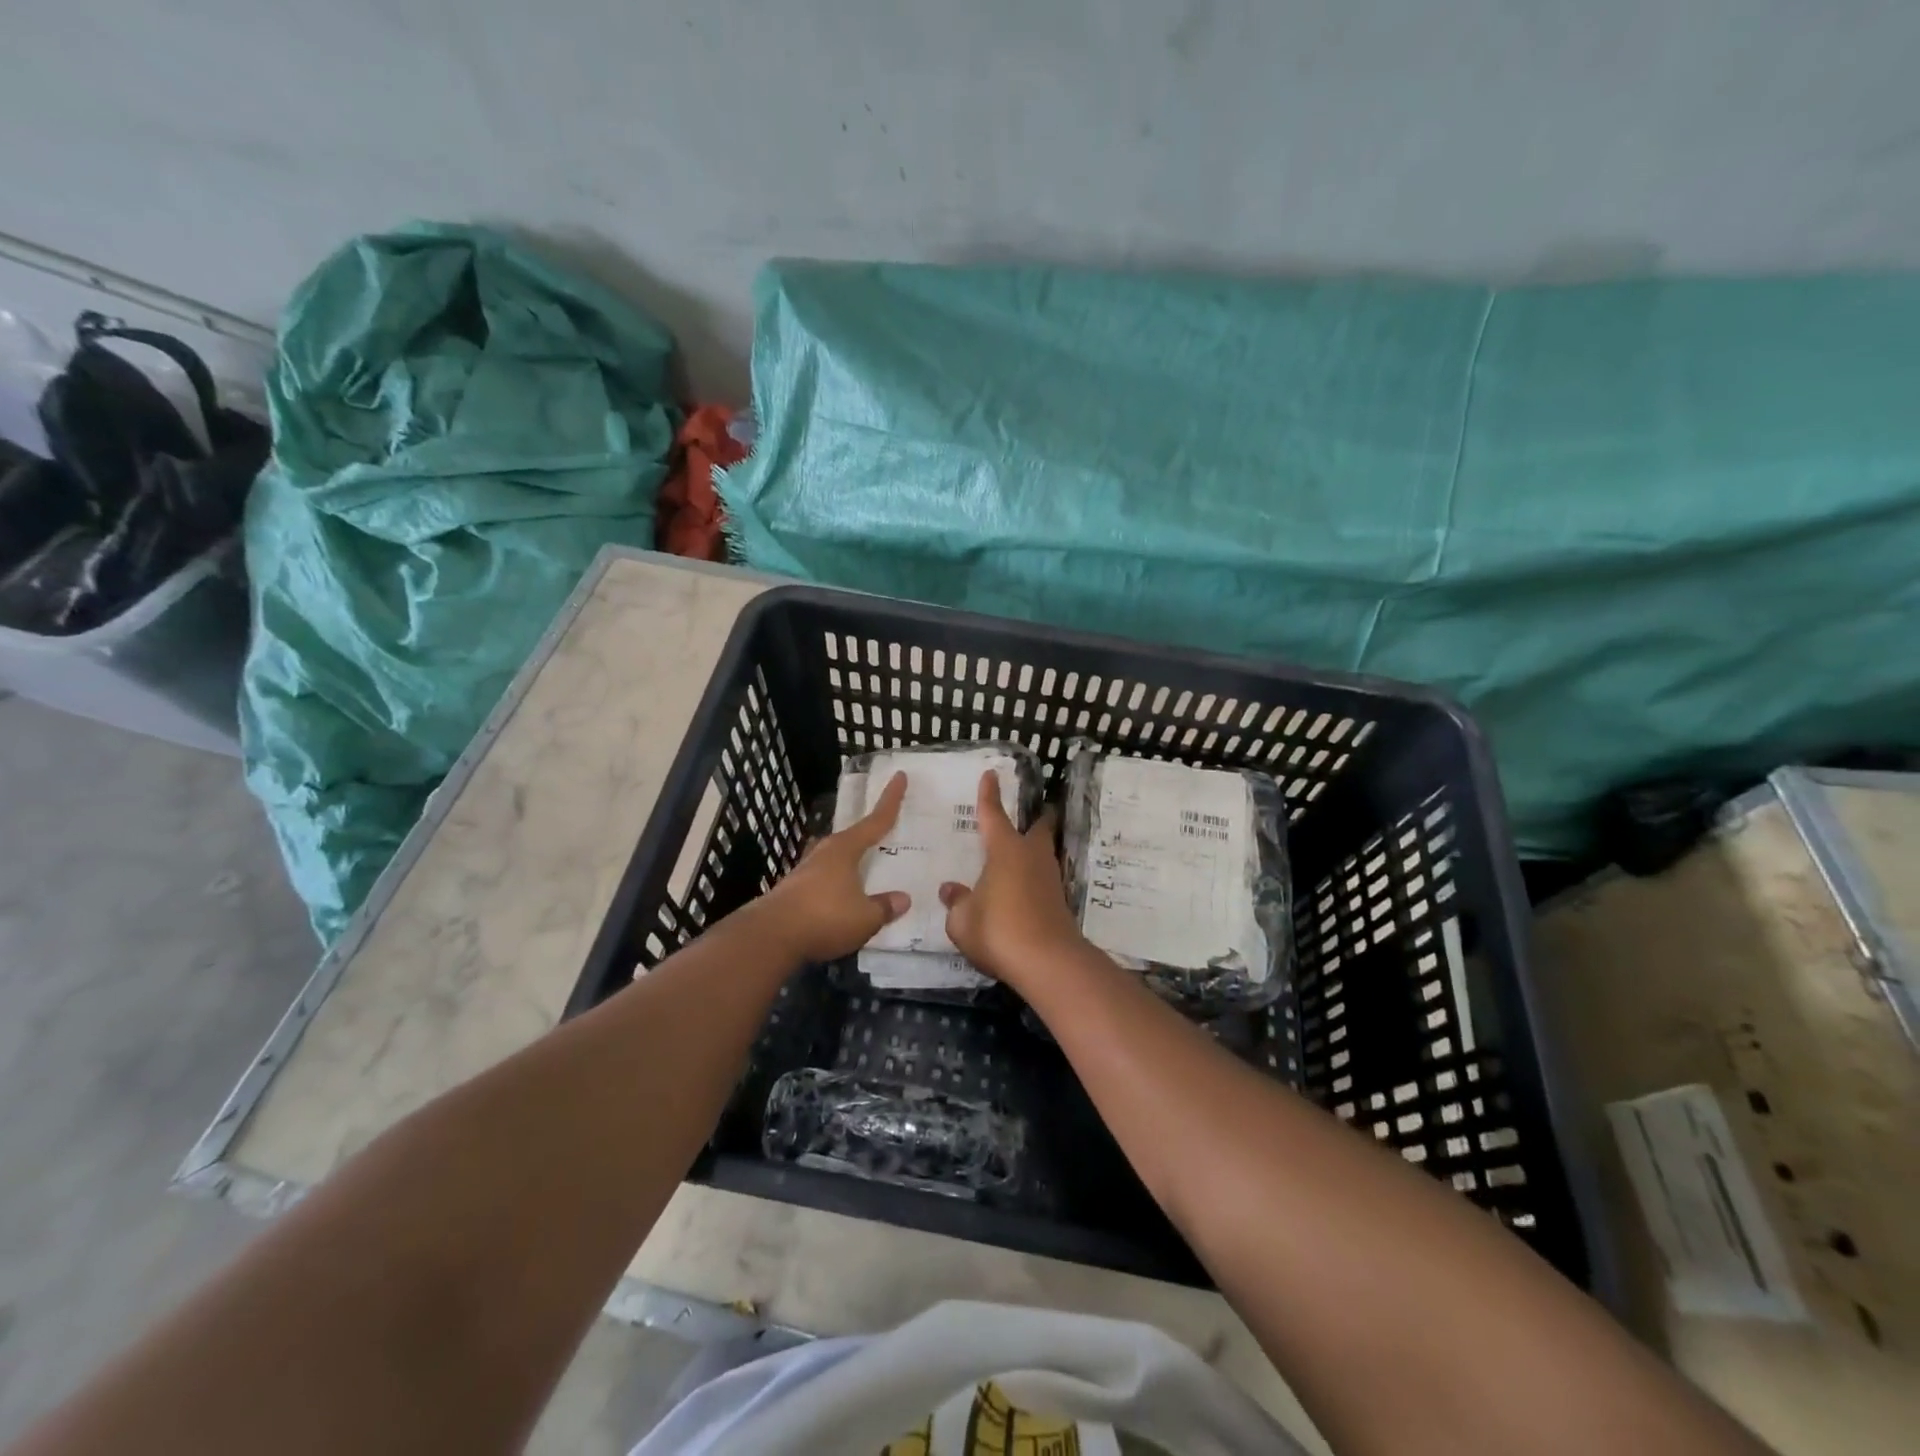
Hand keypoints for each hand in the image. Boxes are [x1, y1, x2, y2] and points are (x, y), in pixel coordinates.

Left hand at [760, 772, 910, 962]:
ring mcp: (805, 871)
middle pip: (851, 838)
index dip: (890, 800)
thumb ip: (884, 907)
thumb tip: (903, 899)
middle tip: (884, 833)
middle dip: (867, 835)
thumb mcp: (865, 917)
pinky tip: (841, 898)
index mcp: (845, 849)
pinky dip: (837, 884)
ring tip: (864, 871)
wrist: (770, 936)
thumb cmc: (824, 917)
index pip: (875, 820)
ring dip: (849, 863)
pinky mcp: (793, 891)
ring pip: (834, 859)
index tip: (899, 776)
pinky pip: (824, 881)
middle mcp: (824, 853)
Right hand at [939, 770, 1088, 990]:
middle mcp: (1031, 857)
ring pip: (1043, 854)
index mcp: (1005, 850)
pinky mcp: (1058, 903)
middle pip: (1038, 829)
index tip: (991, 774)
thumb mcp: (962, 920)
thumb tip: (950, 889)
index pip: (994, 814)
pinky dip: (1034, 878)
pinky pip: (1043, 880)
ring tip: (1021, 853)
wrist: (1048, 962)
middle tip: (1033, 812)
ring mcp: (1049, 880)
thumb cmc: (998, 930)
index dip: (990, 795)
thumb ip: (956, 902)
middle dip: (1037, 818)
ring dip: (1036, 849)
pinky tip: (1022, 889)